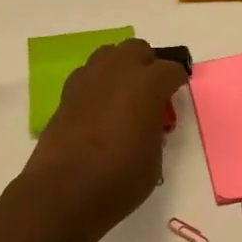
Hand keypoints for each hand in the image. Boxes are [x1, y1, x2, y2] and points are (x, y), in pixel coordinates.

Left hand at [23, 39, 188, 240]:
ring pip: (109, 55)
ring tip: (124, 97)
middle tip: (152, 93)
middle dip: (148, 65)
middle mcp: (117, 72)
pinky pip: (89, 75)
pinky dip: (99, 84)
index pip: (171, 69)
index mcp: (147, 84)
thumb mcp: (155, 158)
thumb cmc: (119, 179)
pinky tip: (100, 108)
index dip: (177, 82)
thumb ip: (155, 129)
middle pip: (137, 49)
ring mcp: (87, 80)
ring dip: (121, 68)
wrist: (64, 192)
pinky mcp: (66, 94)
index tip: (177, 95)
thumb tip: (148, 122)